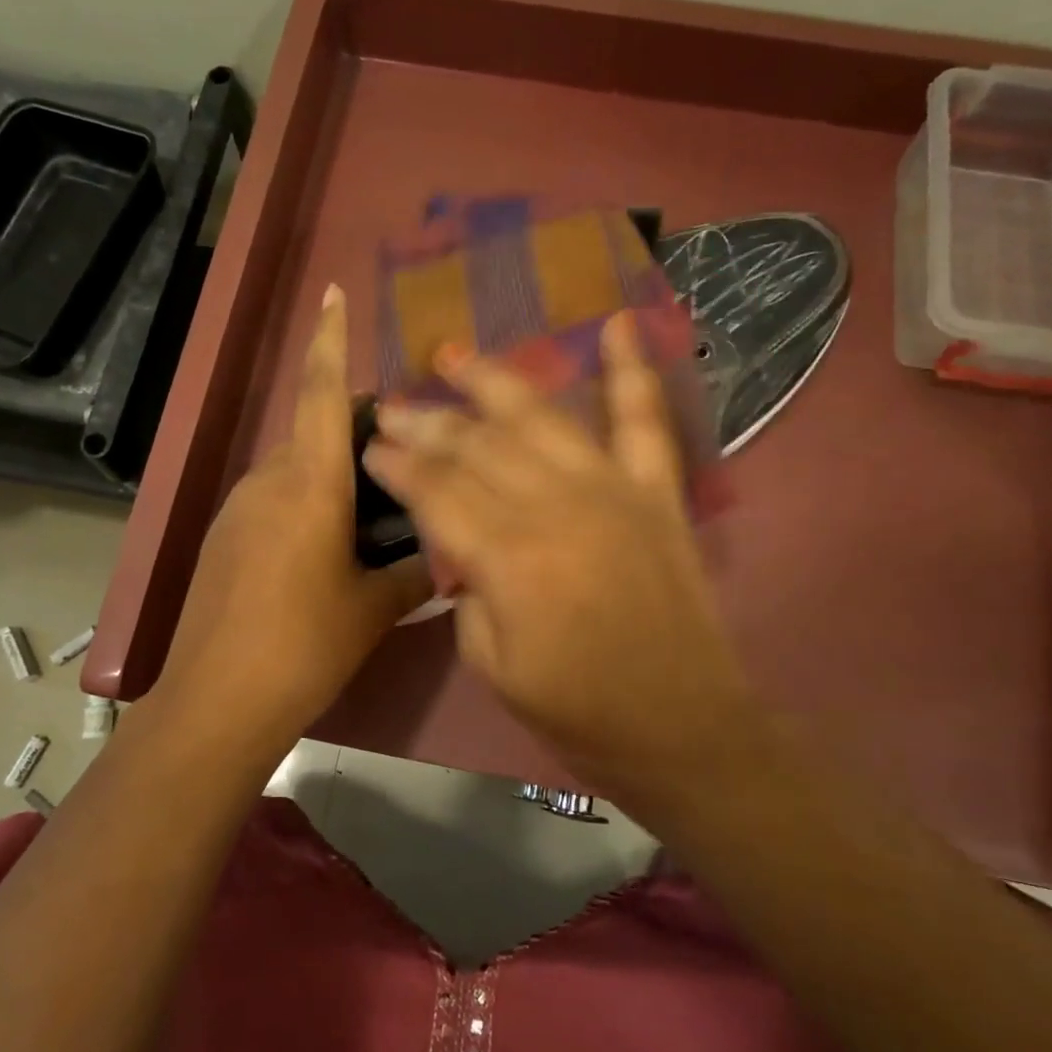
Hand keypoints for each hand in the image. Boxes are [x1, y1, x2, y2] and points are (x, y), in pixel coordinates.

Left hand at [150, 285, 430, 754]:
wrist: (217, 700)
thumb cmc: (305, 645)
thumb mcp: (373, 608)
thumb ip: (415, 572)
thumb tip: (447, 558)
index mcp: (309, 484)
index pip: (320, 393)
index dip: (329, 339)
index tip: (333, 293)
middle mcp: (269, 481)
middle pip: (313, 430)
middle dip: (355, 429)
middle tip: (403, 457)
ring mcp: (239, 508)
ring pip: (295, 467)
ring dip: (333, 472)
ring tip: (375, 513)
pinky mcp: (224, 537)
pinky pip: (274, 498)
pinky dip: (307, 502)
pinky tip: (330, 550)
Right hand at [362, 313, 757, 812]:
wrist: (683, 728)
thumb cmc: (579, 714)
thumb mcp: (494, 666)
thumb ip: (469, 594)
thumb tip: (465, 546)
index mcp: (511, 558)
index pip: (436, 491)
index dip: (397, 465)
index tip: (368, 445)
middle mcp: (558, 506)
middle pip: (478, 445)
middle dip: (426, 420)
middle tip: (391, 404)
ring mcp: (614, 491)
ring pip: (541, 416)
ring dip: (493, 379)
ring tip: (453, 352)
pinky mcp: (658, 494)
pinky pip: (645, 422)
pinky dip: (633, 370)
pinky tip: (618, 323)